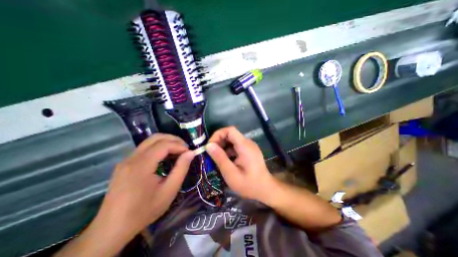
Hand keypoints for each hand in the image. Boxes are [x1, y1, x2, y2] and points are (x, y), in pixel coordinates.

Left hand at [94, 134, 193, 237]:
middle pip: (155, 138)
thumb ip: (181, 169)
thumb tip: (191, 153)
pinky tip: (165, 157)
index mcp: (141, 165)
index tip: (189, 152)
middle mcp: (131, 158)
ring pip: (149, 141)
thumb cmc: (144, 210)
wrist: (112, 229)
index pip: (164, 145)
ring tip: (178, 151)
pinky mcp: (125, 164)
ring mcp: (126, 160)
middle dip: (173, 139)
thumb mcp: (169, 191)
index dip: (179, 145)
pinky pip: (145, 149)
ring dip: (166, 142)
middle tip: (185, 148)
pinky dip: (158, 148)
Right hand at [207, 126, 274, 202]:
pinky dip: (228, 150)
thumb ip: (220, 158)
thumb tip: (208, 145)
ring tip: (216, 158)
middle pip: (230, 134)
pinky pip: (236, 146)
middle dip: (219, 141)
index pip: (230, 130)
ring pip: (232, 140)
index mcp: (244, 146)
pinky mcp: (249, 150)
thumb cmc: (249, 184)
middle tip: (211, 153)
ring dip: (223, 146)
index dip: (218, 134)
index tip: (210, 146)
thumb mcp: (231, 174)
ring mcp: (249, 146)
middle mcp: (248, 142)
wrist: (266, 190)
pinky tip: (225, 160)